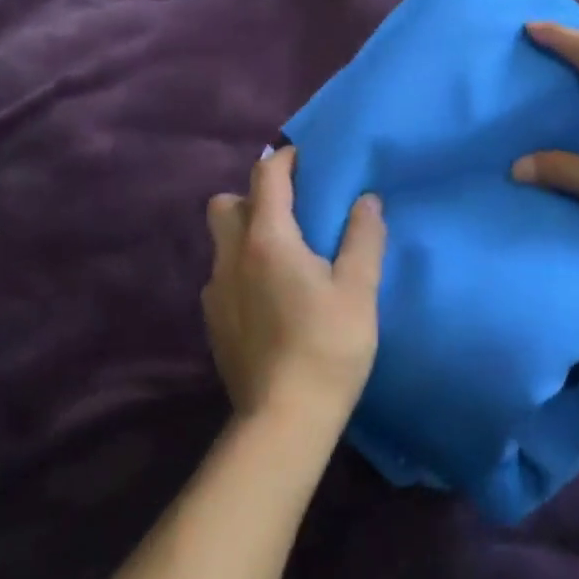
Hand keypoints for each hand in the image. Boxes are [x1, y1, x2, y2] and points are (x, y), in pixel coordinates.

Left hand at [202, 147, 385, 427]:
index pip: (266, 176)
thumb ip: (363, 238)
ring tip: (283, 256)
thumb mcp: (359, 289)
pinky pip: (222, 276)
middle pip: (225, 202)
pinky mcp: (212, 322)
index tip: (306, 159)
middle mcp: (231, 257)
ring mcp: (215, 292)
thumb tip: (366, 200)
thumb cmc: (329, 347)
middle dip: (253, 196)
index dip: (285, 159)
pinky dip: (241, 270)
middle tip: (291, 212)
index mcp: (267, 239)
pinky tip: (270, 298)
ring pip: (220, 242)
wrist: (284, 419)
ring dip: (245, 233)